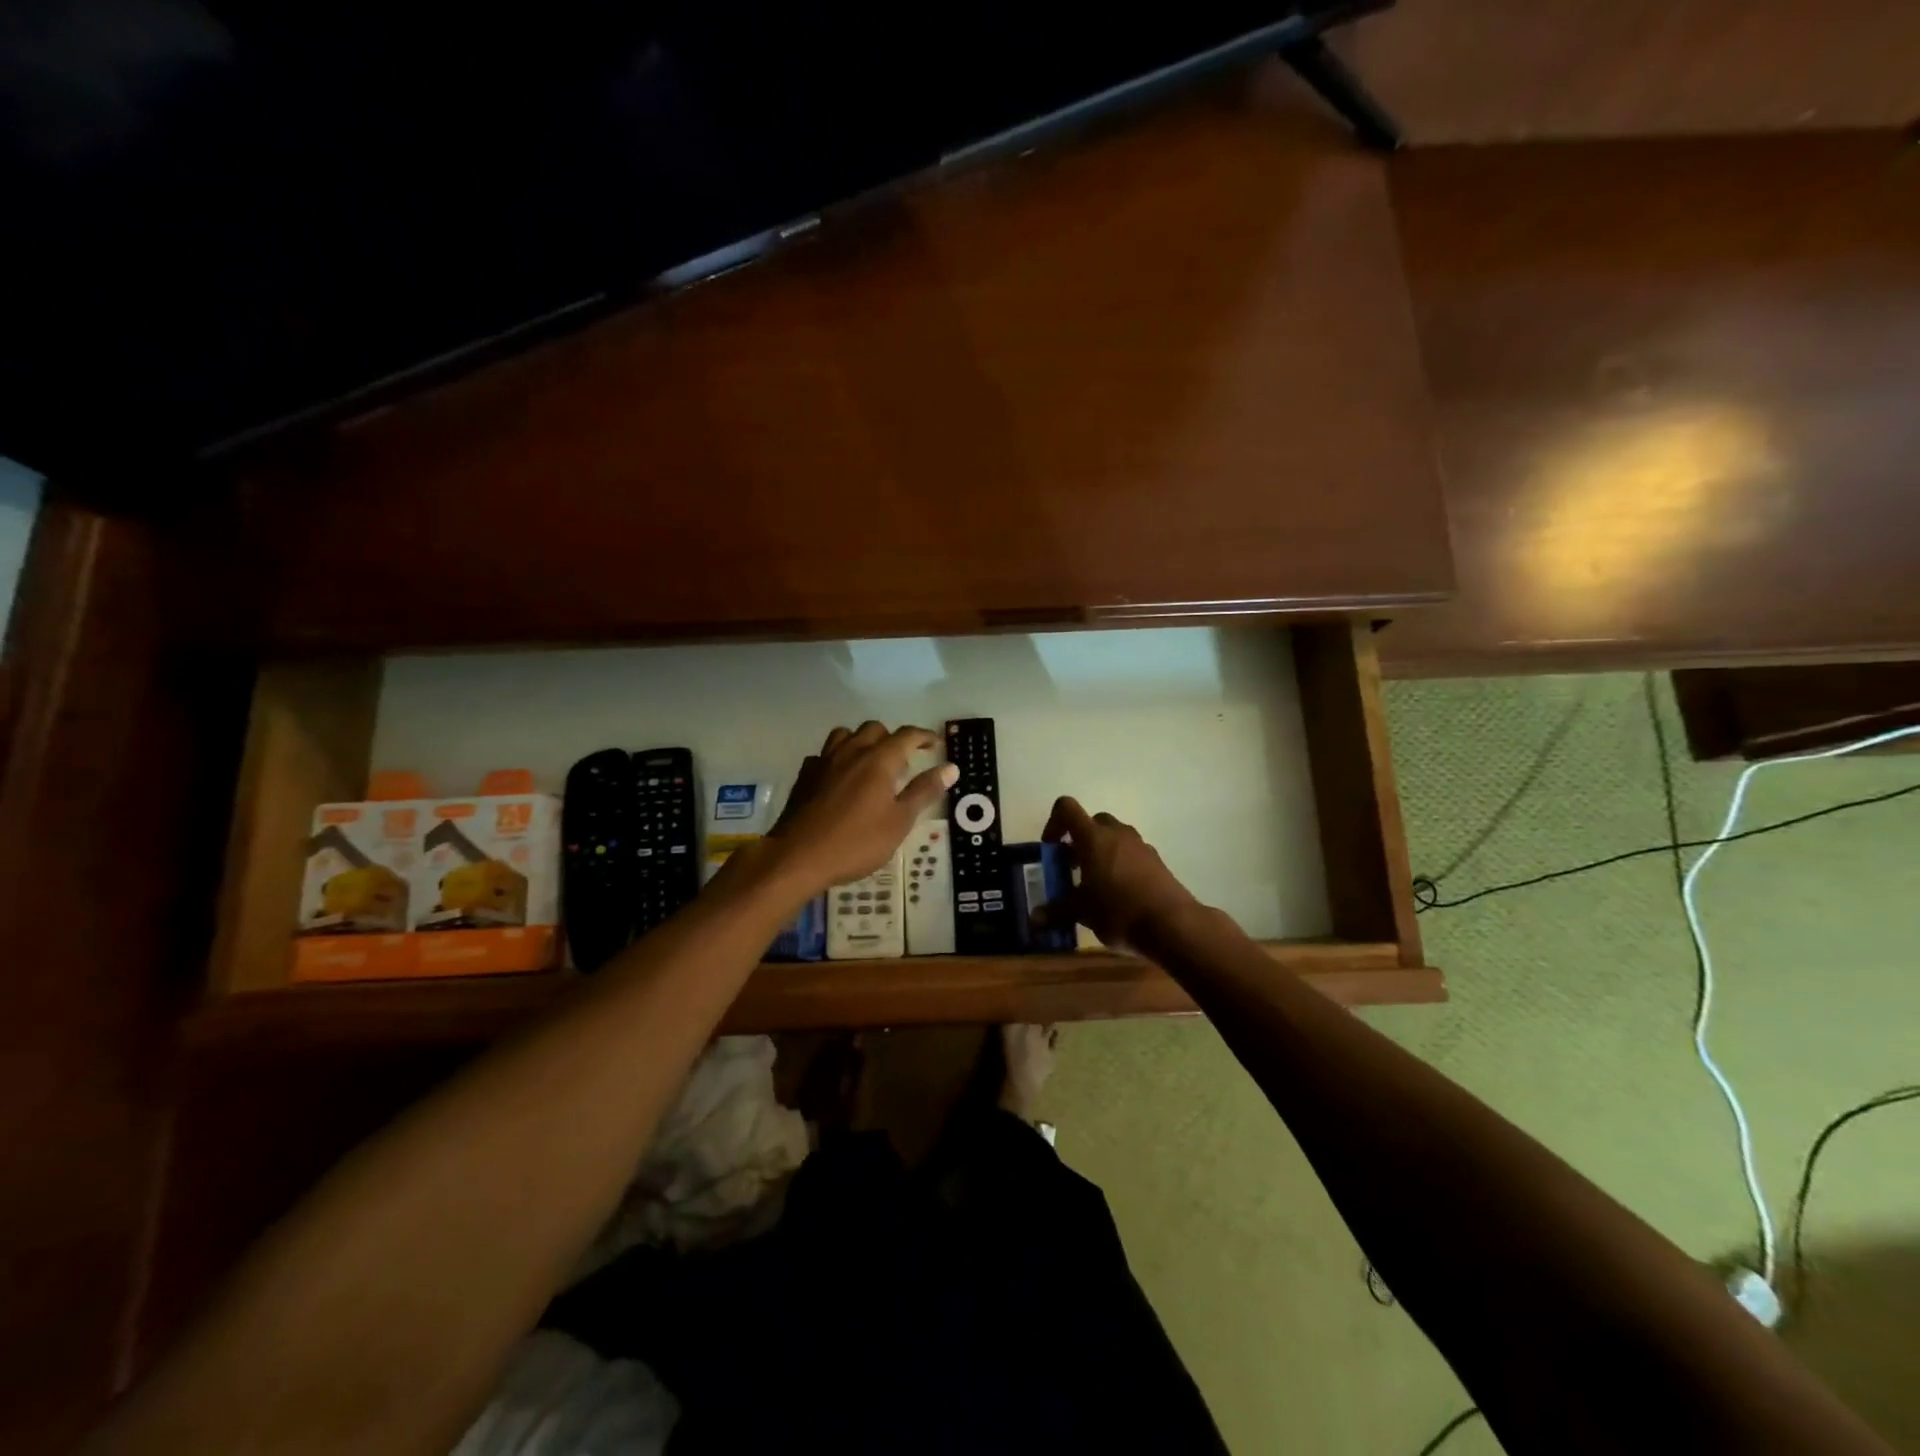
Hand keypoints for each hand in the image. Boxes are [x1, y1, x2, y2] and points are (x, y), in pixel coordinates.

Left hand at [764, 723, 955, 893]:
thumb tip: (951, 767)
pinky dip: (837, 758)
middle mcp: (852, 752)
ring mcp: (824, 761)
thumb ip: (924, 791)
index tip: (934, 743)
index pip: (906, 736)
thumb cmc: (856, 842)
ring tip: (870, 763)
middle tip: (903, 760)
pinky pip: (824, 754)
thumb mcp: (899, 821)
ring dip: (862, 741)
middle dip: (892, 738)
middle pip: (874, 729)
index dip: (923, 736)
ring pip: (846, 735)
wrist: (798, 857)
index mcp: (879, 760)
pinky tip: (840, 778)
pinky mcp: (805, 776)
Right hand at [1042, 796, 1198, 949]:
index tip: (1051, 849)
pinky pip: (1131, 853)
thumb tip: (1035, 918)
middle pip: (1092, 822)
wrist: (1172, 924)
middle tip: (1073, 867)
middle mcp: (1117, 833)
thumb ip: (1056, 911)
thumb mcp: (1081, 912)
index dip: (1054, 823)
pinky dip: (1121, 865)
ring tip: (1095, 884)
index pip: (1066, 808)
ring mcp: (1140, 845)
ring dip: (1101, 852)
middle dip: (1079, 840)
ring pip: (1114, 837)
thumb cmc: (1118, 911)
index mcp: (1093, 837)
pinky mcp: (1156, 861)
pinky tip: (1119, 894)